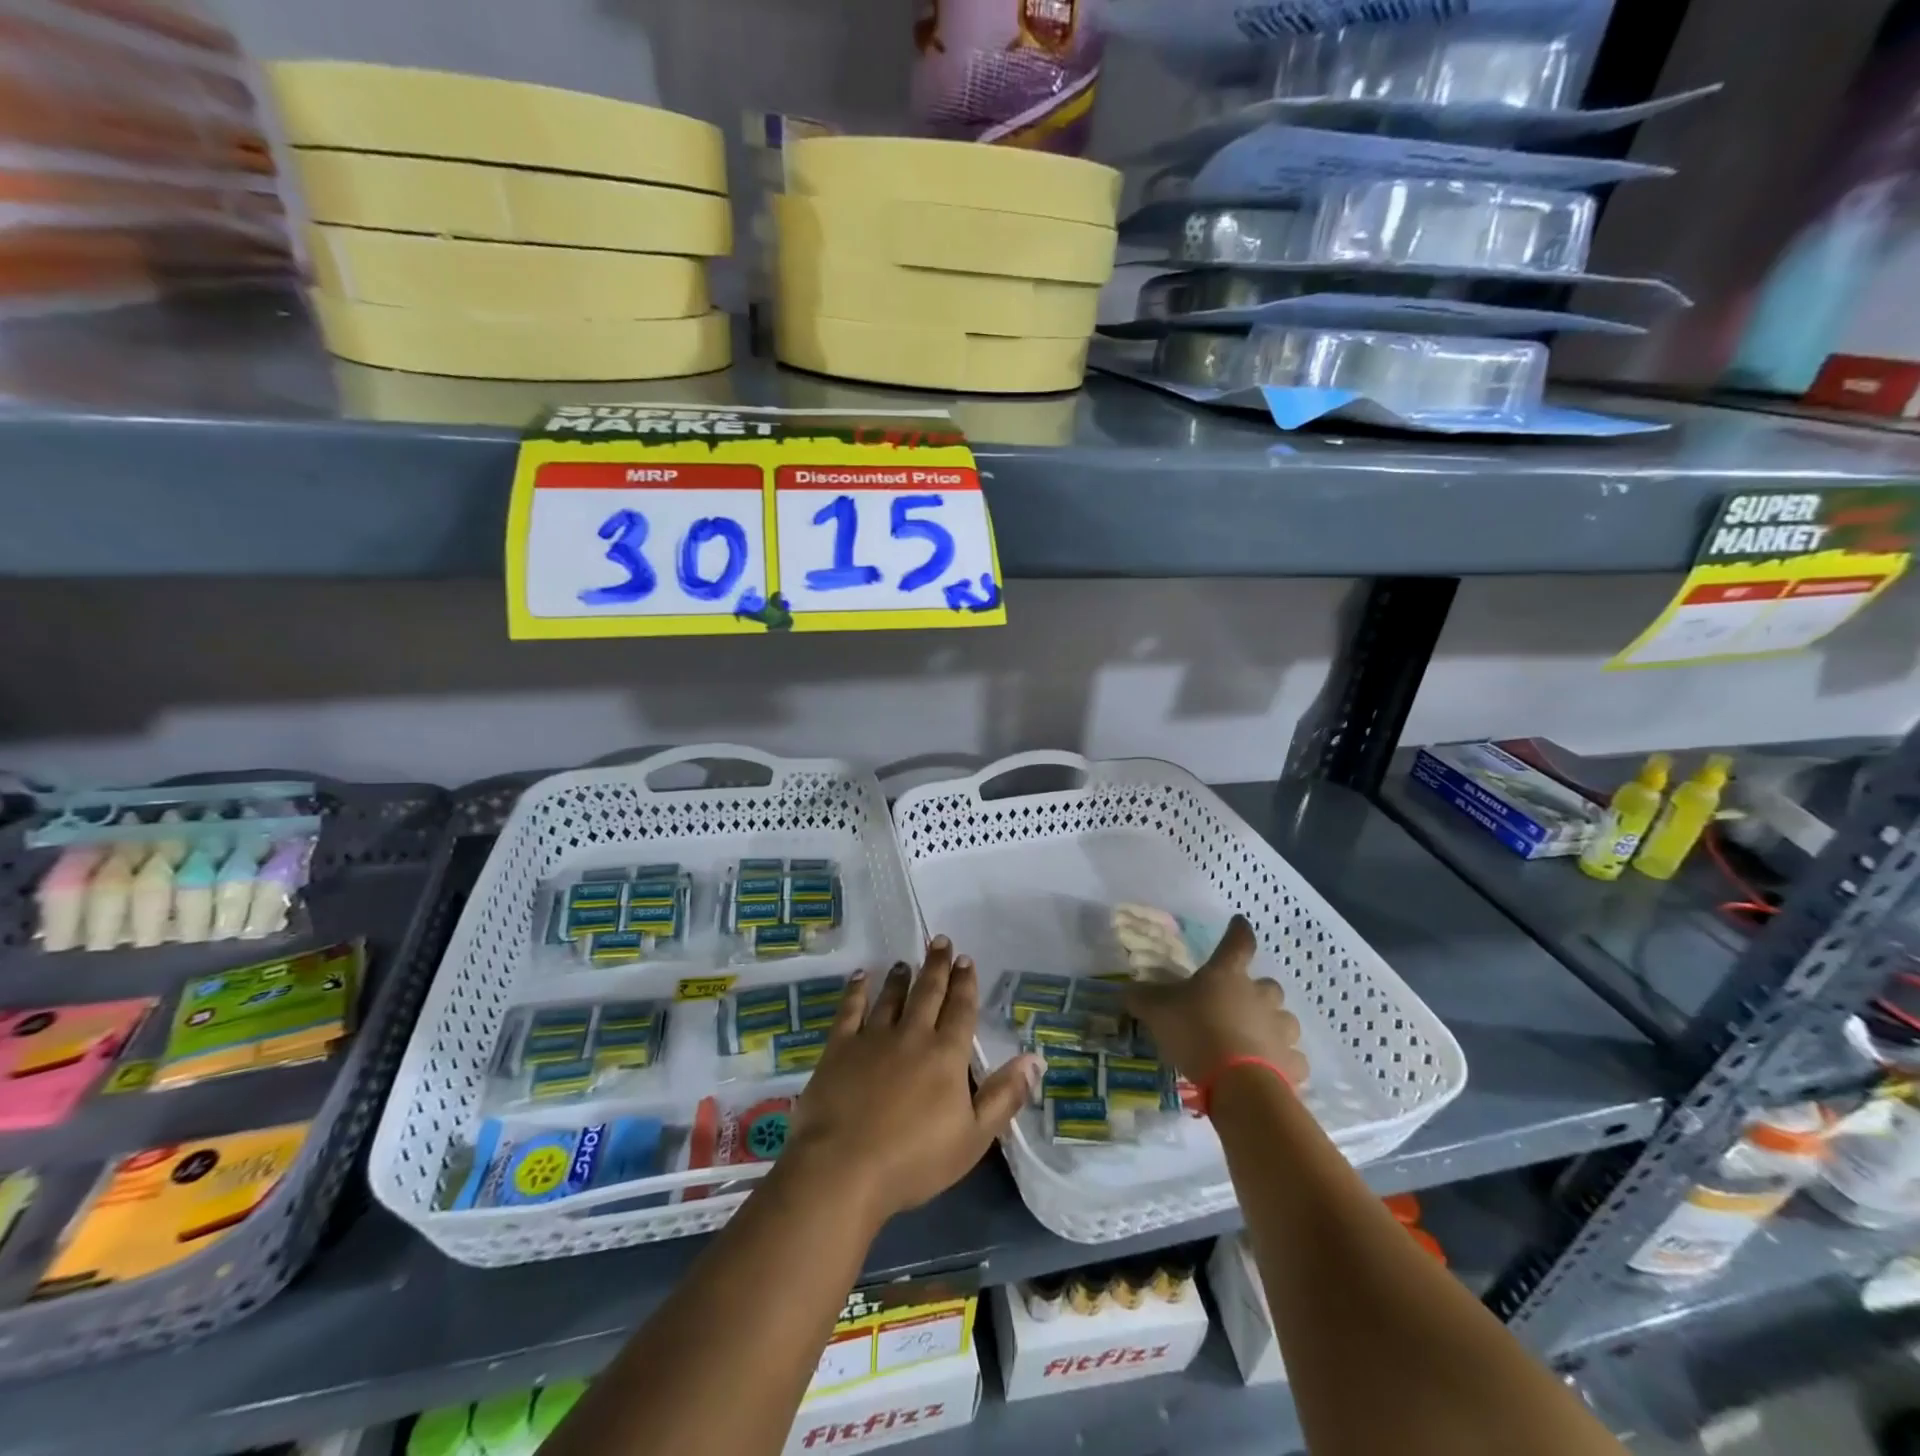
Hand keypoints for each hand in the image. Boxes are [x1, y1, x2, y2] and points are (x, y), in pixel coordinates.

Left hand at [786, 937, 1040, 1227]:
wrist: (844, 1169)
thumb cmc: (914, 1160)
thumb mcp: (973, 1137)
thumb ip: (1005, 1095)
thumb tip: (1035, 1058)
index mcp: (946, 1055)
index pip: (960, 1009)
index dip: (965, 983)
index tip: (966, 959)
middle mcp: (912, 1035)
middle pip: (928, 992)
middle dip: (937, 966)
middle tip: (940, 941)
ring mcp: (873, 1038)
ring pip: (891, 997)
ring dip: (900, 977)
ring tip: (905, 962)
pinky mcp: (839, 1048)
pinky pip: (850, 1010)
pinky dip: (856, 990)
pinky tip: (859, 976)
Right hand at [1123, 915, 1308, 1087]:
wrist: (1237, 1083)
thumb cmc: (1195, 1032)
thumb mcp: (1156, 1010)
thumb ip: (1142, 998)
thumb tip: (1127, 990)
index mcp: (1228, 975)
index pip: (1237, 942)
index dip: (1238, 931)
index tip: (1239, 922)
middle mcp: (1260, 996)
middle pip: (1268, 986)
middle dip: (1257, 992)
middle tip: (1239, 1004)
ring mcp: (1281, 1030)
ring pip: (1285, 1021)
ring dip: (1273, 1026)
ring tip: (1255, 1039)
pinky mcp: (1292, 1064)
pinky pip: (1292, 1058)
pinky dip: (1283, 1062)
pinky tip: (1268, 1070)